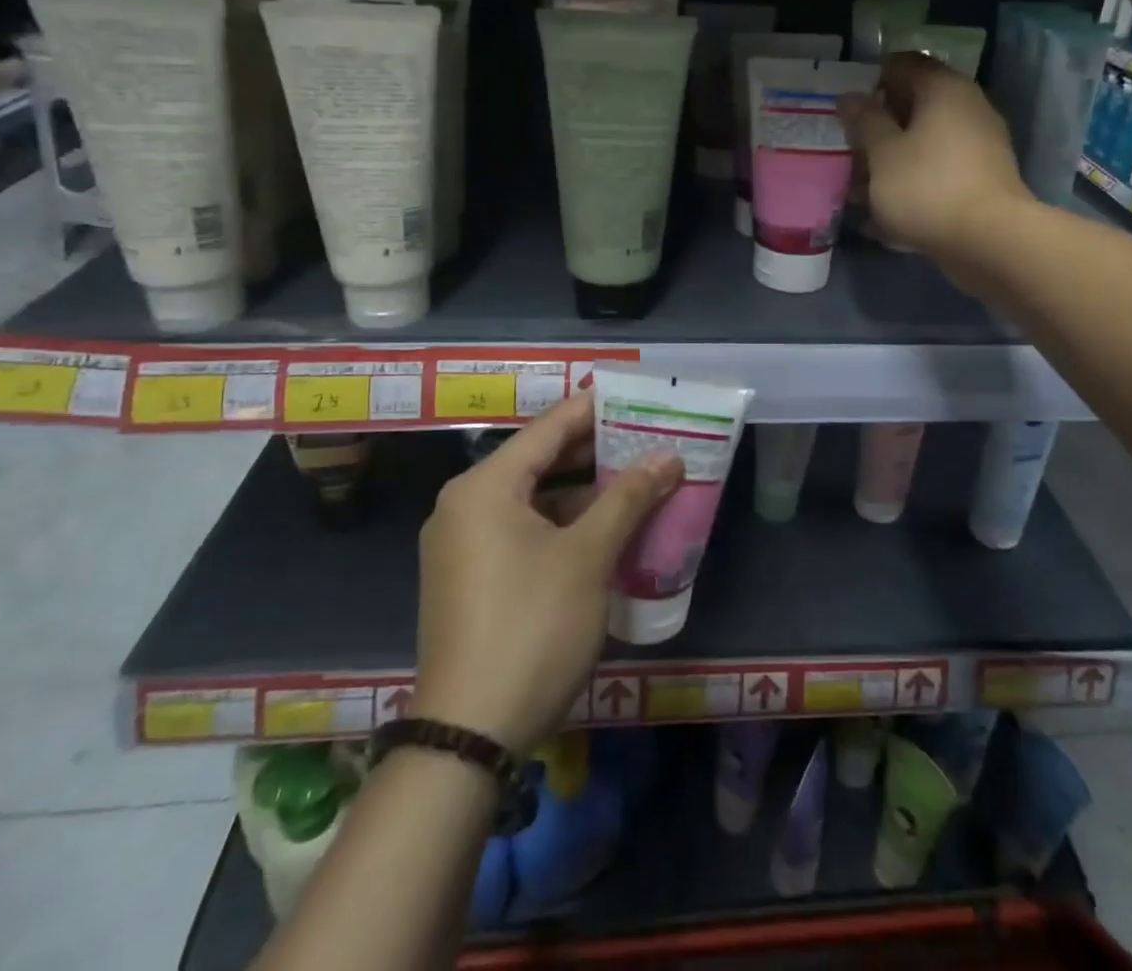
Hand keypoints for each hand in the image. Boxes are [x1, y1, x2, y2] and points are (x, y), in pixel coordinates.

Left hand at [412, 392, 682, 754]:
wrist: (469, 734)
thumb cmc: (532, 627)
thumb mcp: (588, 557)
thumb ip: (628, 498)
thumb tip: (668, 457)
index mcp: (484, 487)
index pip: (548, 429)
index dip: (594, 409)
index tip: (635, 396)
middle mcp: (465, 505)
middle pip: (538, 461)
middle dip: (595, 452)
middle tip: (646, 440)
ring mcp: (463, 544)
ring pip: (532, 499)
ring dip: (582, 492)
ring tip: (635, 482)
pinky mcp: (469, 578)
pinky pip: (521, 530)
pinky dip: (561, 524)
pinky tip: (603, 531)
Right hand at [837, 52, 1026, 268]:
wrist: (988, 241)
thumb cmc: (926, 187)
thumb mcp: (882, 152)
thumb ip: (864, 121)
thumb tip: (850, 96)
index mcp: (943, 89)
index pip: (904, 63)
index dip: (871, 78)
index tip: (846, 104)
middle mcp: (967, 108)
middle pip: (915, 104)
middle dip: (878, 125)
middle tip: (847, 146)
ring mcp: (978, 145)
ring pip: (924, 142)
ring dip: (890, 159)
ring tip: (856, 187)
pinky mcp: (980, 180)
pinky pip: (937, 171)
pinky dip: (911, 182)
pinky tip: (884, 211)